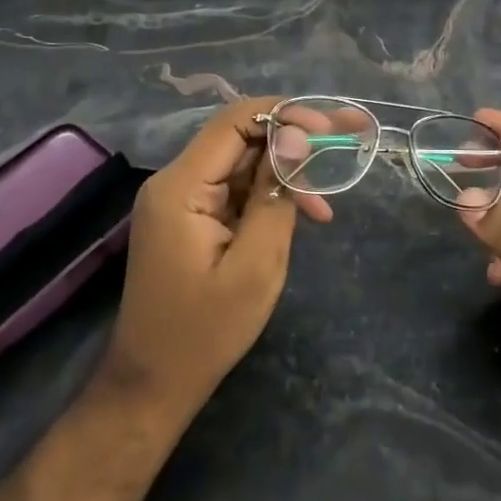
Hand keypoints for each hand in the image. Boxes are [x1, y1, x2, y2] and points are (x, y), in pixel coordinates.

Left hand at [100, 98, 327, 420]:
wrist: (153, 385)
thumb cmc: (205, 332)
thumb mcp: (255, 265)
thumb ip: (276, 194)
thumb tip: (297, 138)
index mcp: (181, 186)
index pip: (235, 121)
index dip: (285, 114)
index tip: (329, 129)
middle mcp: (175, 181)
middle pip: (241, 138)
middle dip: (295, 140)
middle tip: (347, 142)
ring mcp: (181, 199)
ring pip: (243, 163)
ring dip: (286, 174)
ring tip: (325, 207)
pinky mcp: (190, 217)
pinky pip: (235, 188)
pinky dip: (269, 196)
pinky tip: (302, 216)